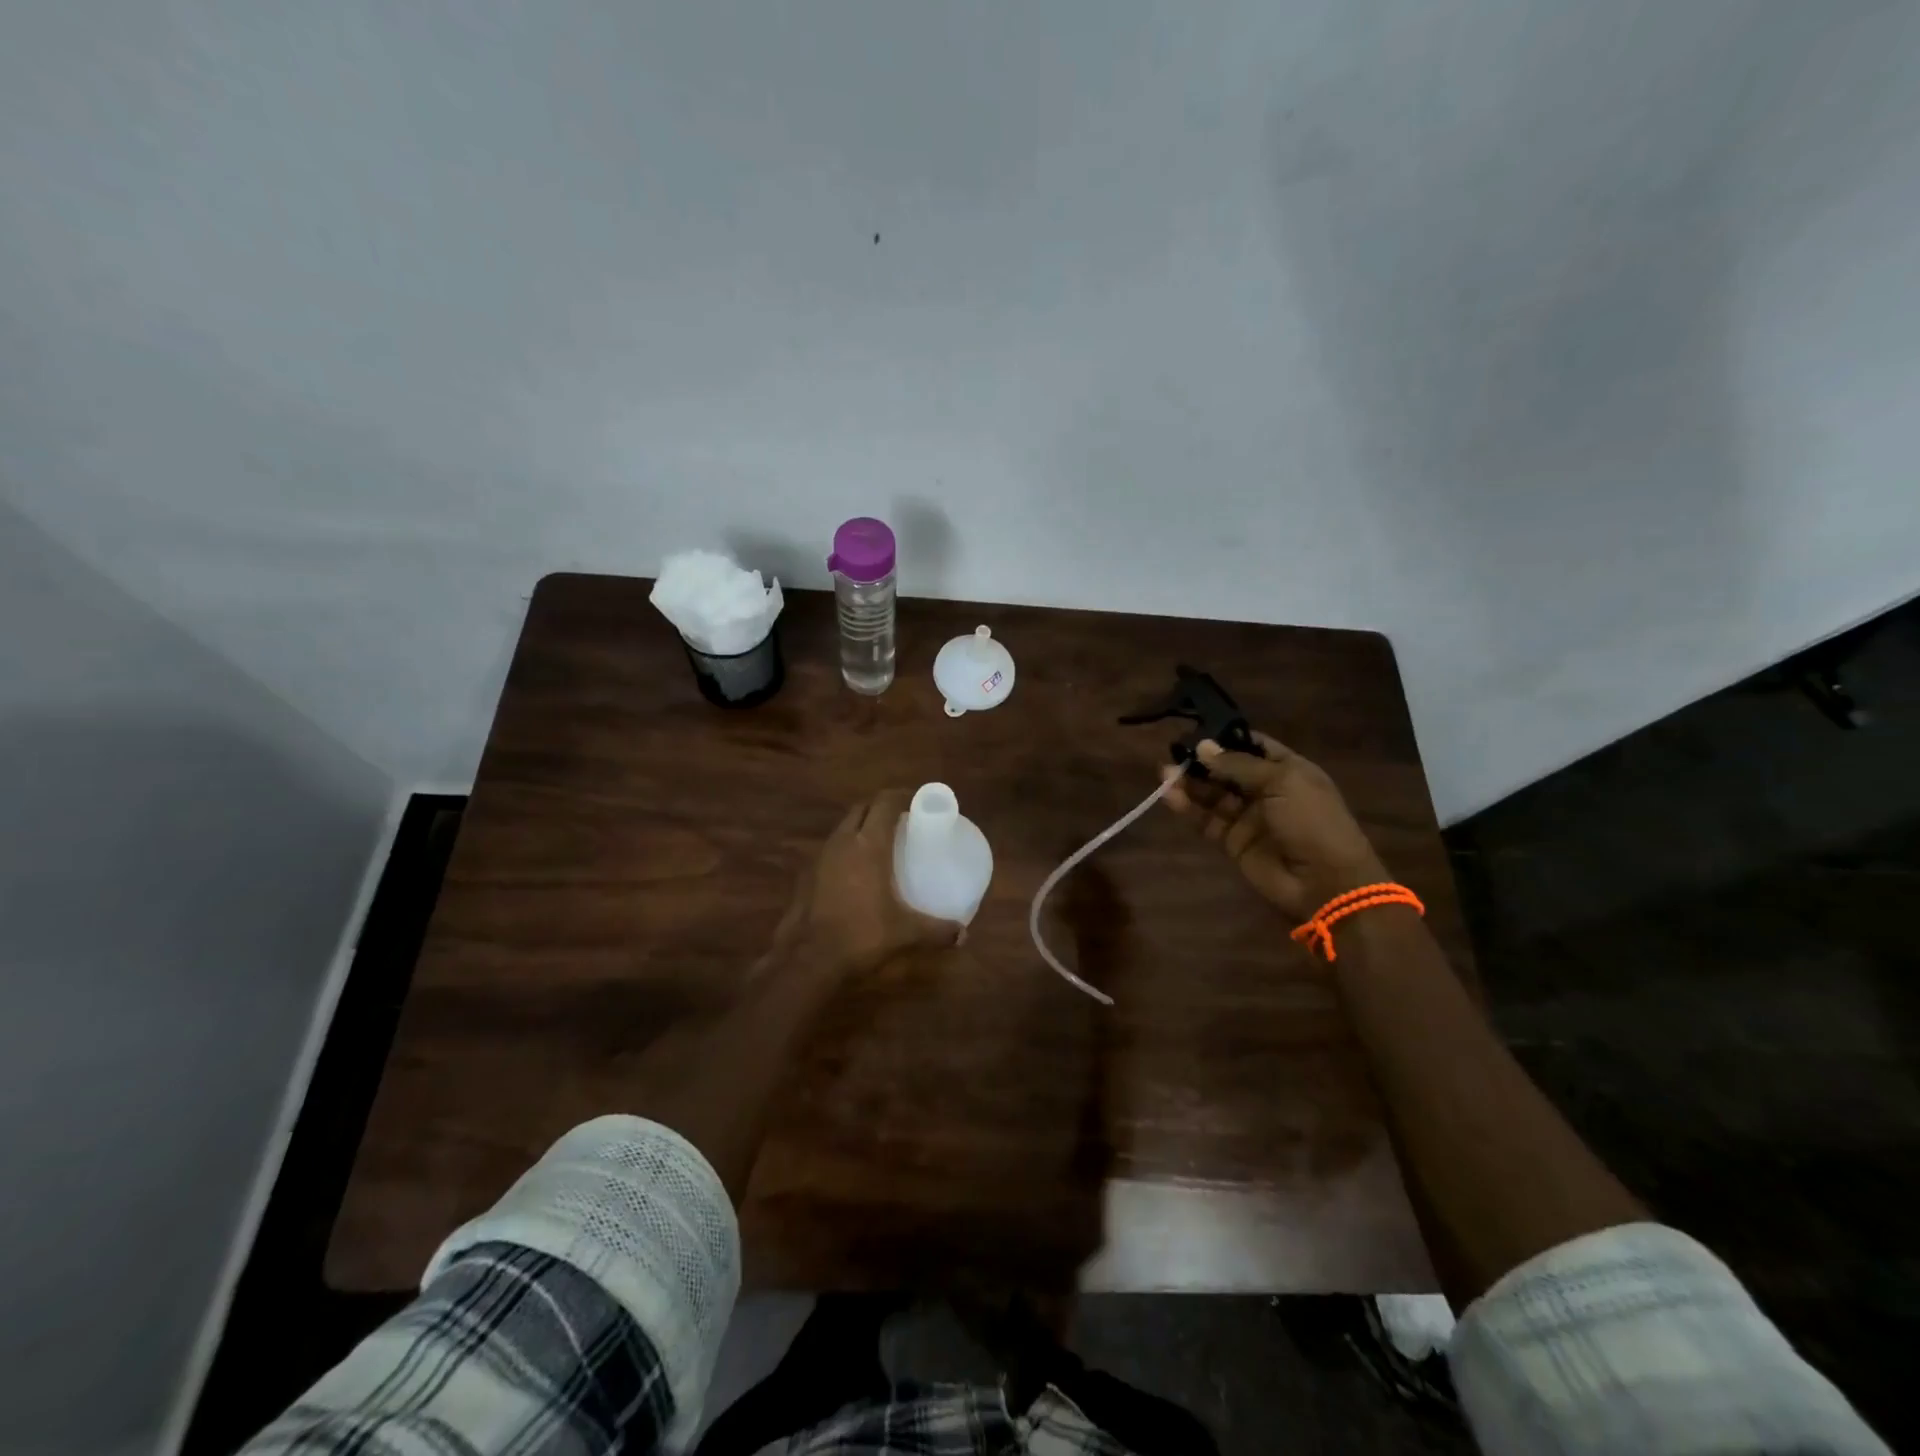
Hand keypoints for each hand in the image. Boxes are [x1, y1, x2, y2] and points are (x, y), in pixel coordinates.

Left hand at [787, 788, 964, 975]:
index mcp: (868, 845)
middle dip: (881, 808)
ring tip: (881, 845)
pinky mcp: (806, 875)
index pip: (885, 803)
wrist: (808, 959)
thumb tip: (963, 935)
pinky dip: (846, 850)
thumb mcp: (906, 933)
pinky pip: (831, 850)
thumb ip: (937, 930)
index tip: (918, 802)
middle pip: (862, 809)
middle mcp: (843, 842)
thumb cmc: (861, 935)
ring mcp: (820, 857)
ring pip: (844, 828)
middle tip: (902, 822)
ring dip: (861, 827)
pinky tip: (857, 873)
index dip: (902, 796)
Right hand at [1162, 733, 1386, 921]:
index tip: (1195, 732)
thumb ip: (1238, 765)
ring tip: (1165, 773)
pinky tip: (1171, 796)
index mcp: (1287, 769)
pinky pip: (1206, 819)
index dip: (1224, 738)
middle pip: (1226, 769)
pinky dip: (1188, 808)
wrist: (1325, 882)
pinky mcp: (1231, 840)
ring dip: (1189, 783)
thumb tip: (1203, 746)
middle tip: (1173, 753)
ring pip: (1212, 793)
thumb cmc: (1312, 821)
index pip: (1251, 745)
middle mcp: (1265, 789)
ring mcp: (1247, 816)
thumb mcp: (1281, 782)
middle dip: (1201, 761)